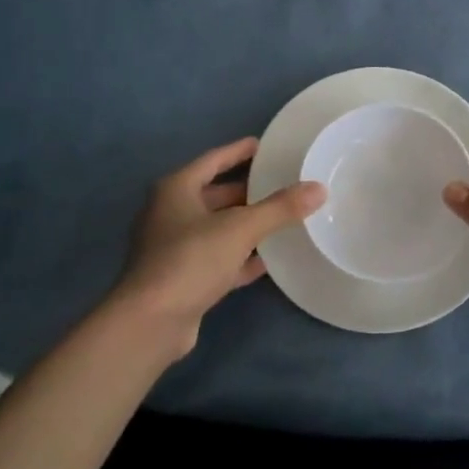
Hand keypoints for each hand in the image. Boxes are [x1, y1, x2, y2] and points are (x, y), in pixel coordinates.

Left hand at [113, 138, 324, 354]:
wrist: (150, 323)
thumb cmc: (190, 259)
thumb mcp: (240, 228)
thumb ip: (280, 208)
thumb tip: (318, 188)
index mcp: (176, 190)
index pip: (212, 160)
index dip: (238, 151)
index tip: (265, 145)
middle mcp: (170, 214)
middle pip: (215, 194)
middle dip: (247, 190)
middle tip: (282, 183)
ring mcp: (174, 248)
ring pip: (218, 228)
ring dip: (246, 224)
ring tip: (283, 217)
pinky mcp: (183, 279)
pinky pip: (218, 258)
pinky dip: (241, 257)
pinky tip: (269, 259)